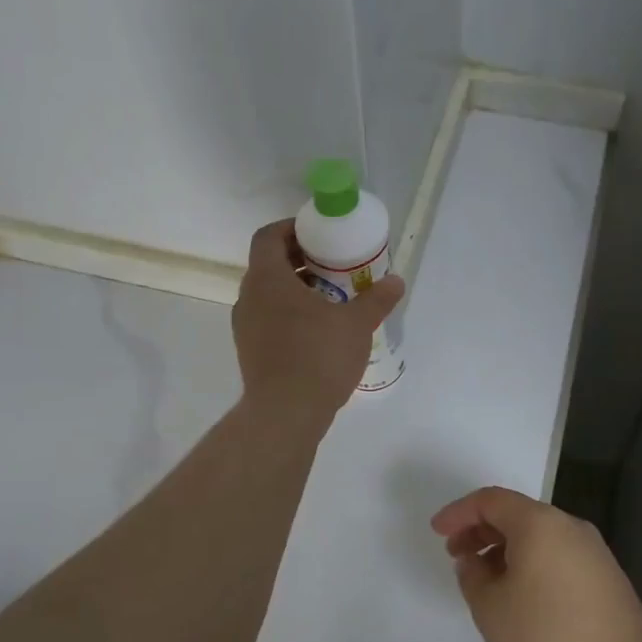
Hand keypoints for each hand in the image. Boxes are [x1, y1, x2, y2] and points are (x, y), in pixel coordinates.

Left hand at [232, 219, 403, 432]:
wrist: (286, 413)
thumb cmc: (319, 357)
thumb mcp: (356, 324)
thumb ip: (376, 300)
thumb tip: (397, 281)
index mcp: (268, 279)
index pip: (268, 236)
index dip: (291, 228)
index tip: (318, 234)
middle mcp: (248, 297)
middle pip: (269, 264)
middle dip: (300, 259)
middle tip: (333, 264)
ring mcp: (245, 326)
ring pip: (268, 293)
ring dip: (295, 288)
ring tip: (330, 297)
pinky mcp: (249, 350)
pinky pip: (268, 318)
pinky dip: (289, 313)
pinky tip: (317, 330)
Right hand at [431, 486, 641, 641]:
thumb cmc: (550, 635)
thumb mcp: (492, 610)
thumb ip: (473, 578)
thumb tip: (474, 561)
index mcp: (537, 522)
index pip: (490, 500)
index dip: (459, 512)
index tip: (438, 532)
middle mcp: (567, 525)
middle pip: (516, 514)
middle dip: (481, 531)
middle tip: (457, 555)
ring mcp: (591, 549)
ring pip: (537, 536)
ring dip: (505, 550)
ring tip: (485, 581)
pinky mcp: (604, 575)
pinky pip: (555, 554)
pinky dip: (529, 563)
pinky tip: (520, 596)